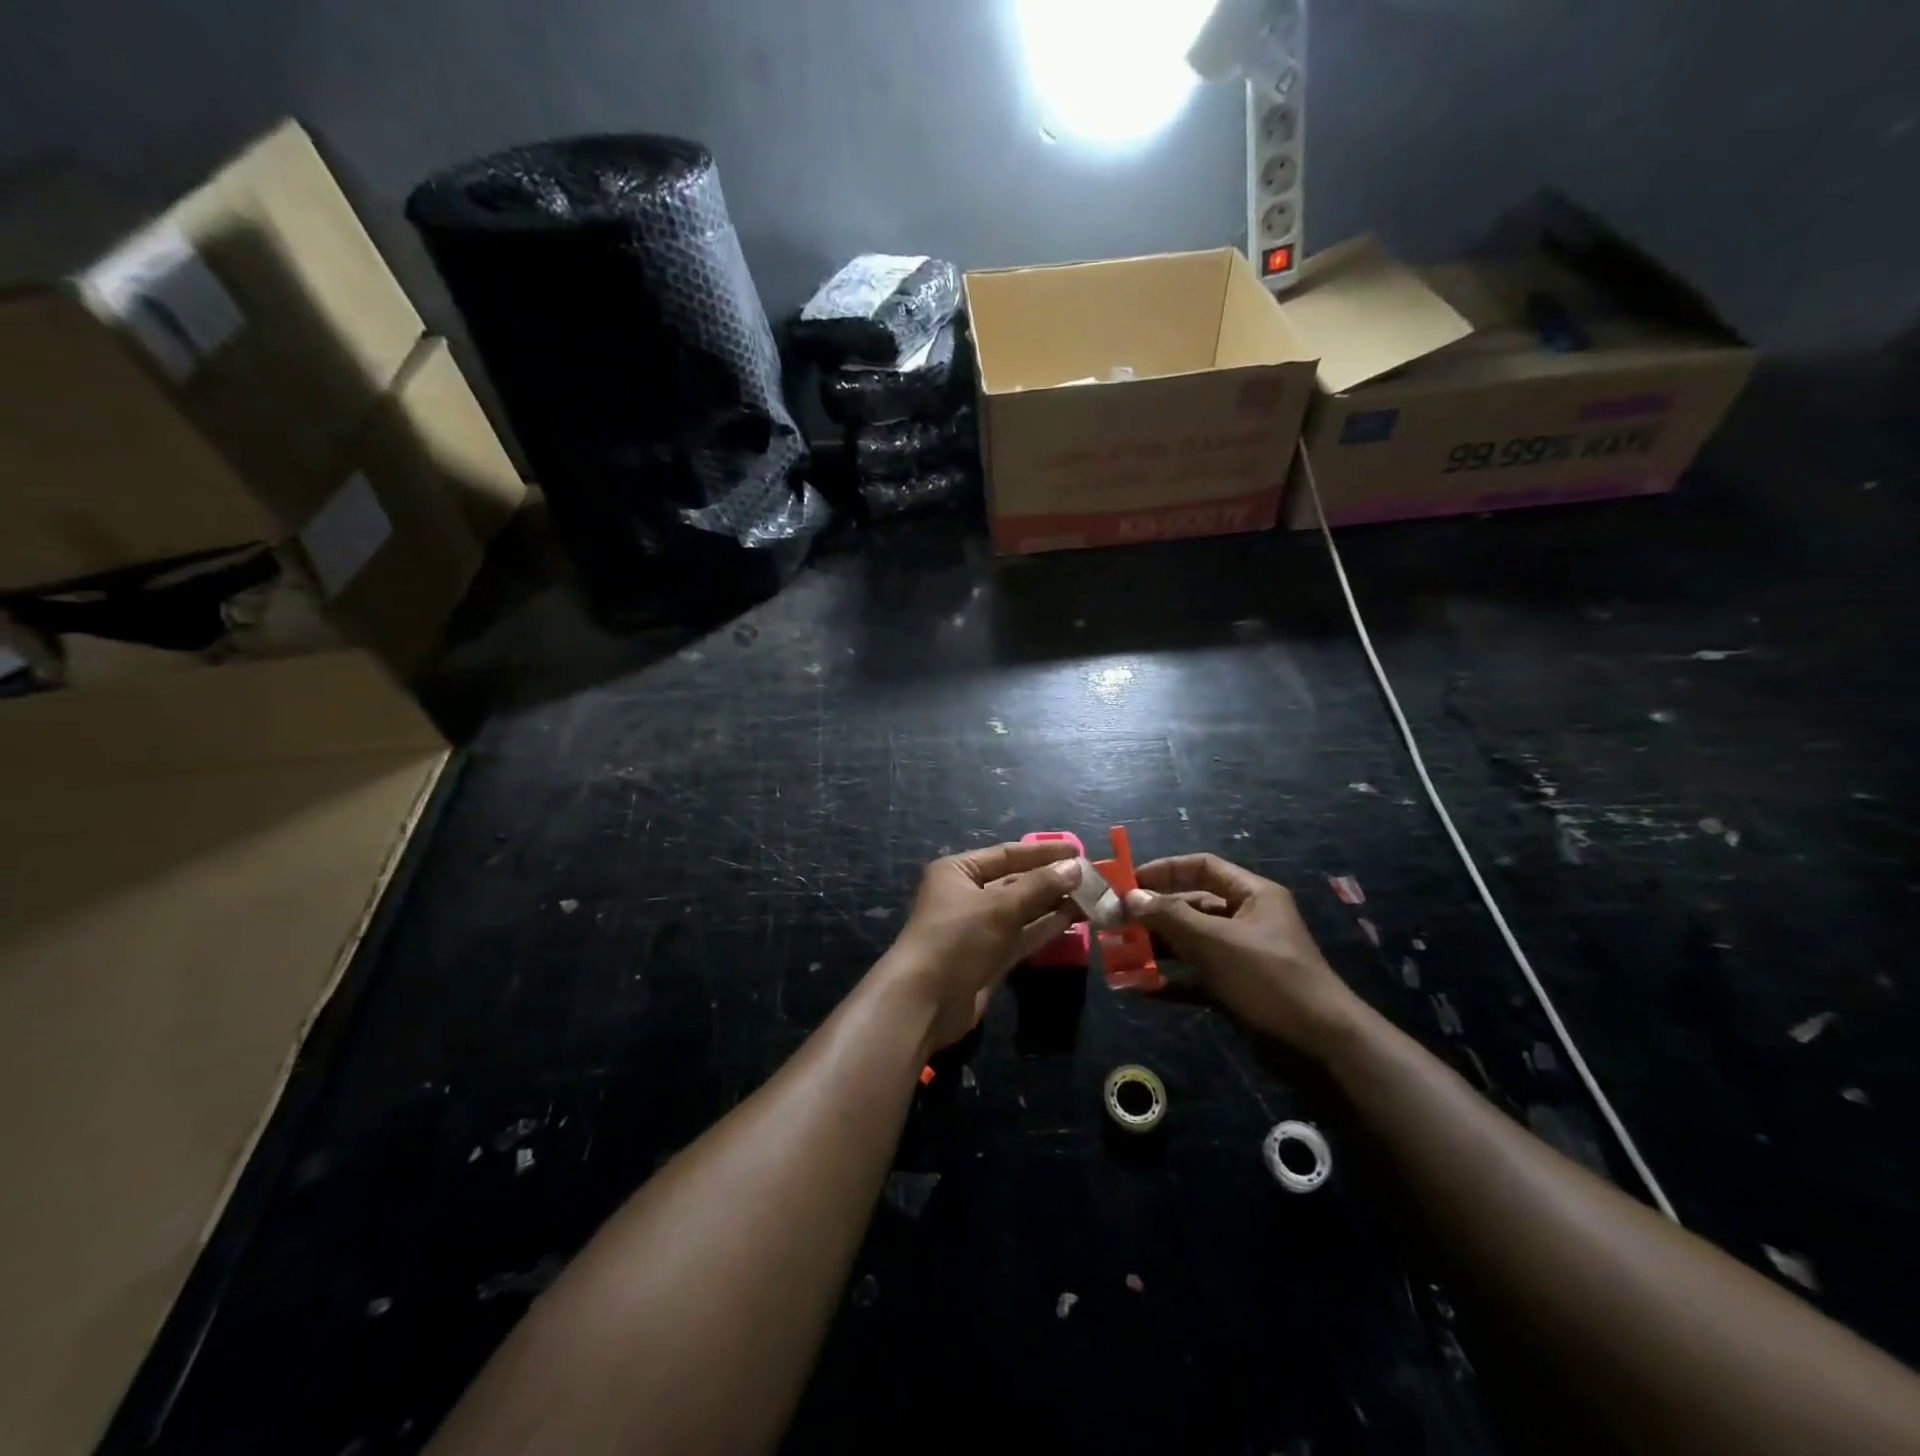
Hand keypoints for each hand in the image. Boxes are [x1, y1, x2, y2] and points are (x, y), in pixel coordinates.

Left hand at [880, 841, 1083, 1052]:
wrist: (925, 1001)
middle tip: (1093, 878)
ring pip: (1022, 910)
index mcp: (959, 871)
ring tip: (1091, 898)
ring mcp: (979, 927)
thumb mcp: (1000, 906)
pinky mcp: (989, 956)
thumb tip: (1075, 867)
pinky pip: (1022, 935)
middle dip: (1052, 880)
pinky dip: (1045, 927)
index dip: (1044, 852)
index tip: (1079, 851)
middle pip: (1016, 881)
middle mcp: (967, 894)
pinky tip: (1073, 920)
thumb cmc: (958, 939)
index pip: (1008, 853)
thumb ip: (1040, 885)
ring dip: (1054, 904)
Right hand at [1124, 854, 1362, 1059]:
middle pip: (1191, 905)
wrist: (1320, 1049)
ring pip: (1190, 942)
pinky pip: (1195, 977)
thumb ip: (1171, 917)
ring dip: (1156, 948)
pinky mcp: (1235, 989)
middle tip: (1115, 923)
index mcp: (1252, 896)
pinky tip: (1138, 987)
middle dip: (1153, 914)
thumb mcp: (1216, 942)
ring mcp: (1240, 957)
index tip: (1128, 882)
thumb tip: (1131, 896)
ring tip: (1119, 954)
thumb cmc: (1269, 979)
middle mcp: (1246, 920)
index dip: (1164, 870)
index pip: (1202, 867)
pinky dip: (1169, 980)